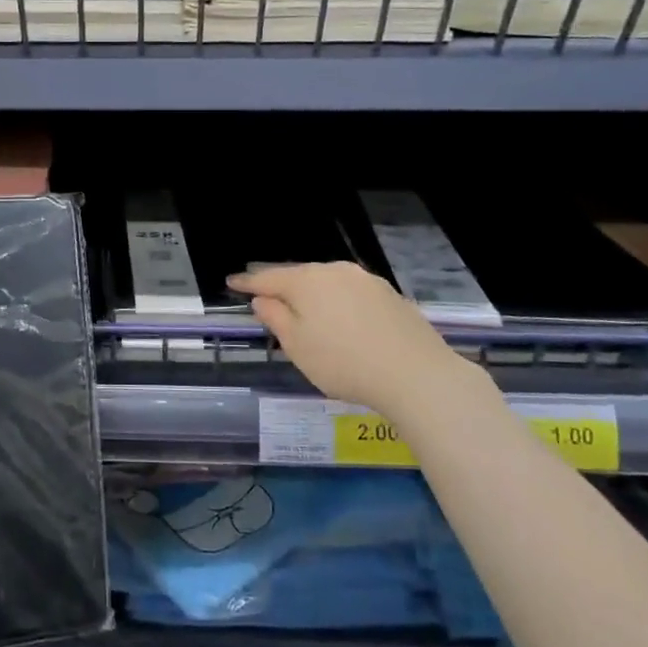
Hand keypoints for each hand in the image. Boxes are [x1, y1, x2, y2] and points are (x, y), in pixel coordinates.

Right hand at [228, 262, 467, 413]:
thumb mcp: (297, 346)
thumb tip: (263, 299)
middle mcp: (335, 271)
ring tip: (302, 308)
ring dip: (312, 293)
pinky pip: (351, 293)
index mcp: (306, 281)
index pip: (268, 278)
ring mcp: (366, 281)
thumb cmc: (343, 362)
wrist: (417, 375)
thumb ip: (276, 318)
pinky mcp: (390, 295)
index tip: (230, 283)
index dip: (247, 282)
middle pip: (299, 276)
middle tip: (265, 295)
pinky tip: (340, 319)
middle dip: (281, 285)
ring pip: (328, 282)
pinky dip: (337, 302)